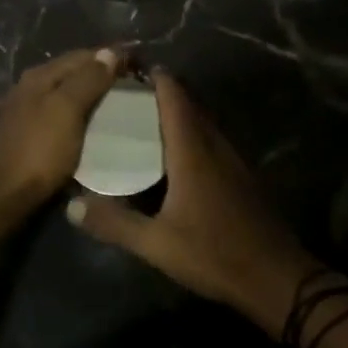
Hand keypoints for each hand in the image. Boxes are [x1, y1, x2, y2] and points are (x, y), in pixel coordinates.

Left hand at [0, 48, 121, 214]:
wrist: (3, 195)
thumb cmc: (39, 150)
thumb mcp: (67, 110)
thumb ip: (88, 80)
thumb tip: (109, 52)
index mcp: (40, 76)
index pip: (82, 56)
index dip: (111, 57)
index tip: (139, 66)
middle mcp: (31, 87)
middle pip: (73, 72)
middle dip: (103, 74)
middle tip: (134, 86)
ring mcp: (27, 111)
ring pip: (67, 93)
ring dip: (92, 95)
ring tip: (120, 105)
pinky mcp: (29, 134)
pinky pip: (62, 114)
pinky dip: (81, 114)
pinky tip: (94, 125)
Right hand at [67, 71, 317, 338]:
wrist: (276, 278)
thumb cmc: (214, 254)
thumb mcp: (157, 244)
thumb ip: (114, 223)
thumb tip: (71, 206)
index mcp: (193, 150)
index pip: (174, 96)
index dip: (154, 77)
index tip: (128, 69)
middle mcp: (214, 145)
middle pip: (189, 104)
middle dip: (161, 93)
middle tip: (126, 96)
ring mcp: (232, 159)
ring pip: (202, 121)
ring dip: (178, 113)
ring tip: (144, 120)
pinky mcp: (241, 175)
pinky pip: (212, 140)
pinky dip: (191, 134)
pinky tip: (174, 155)